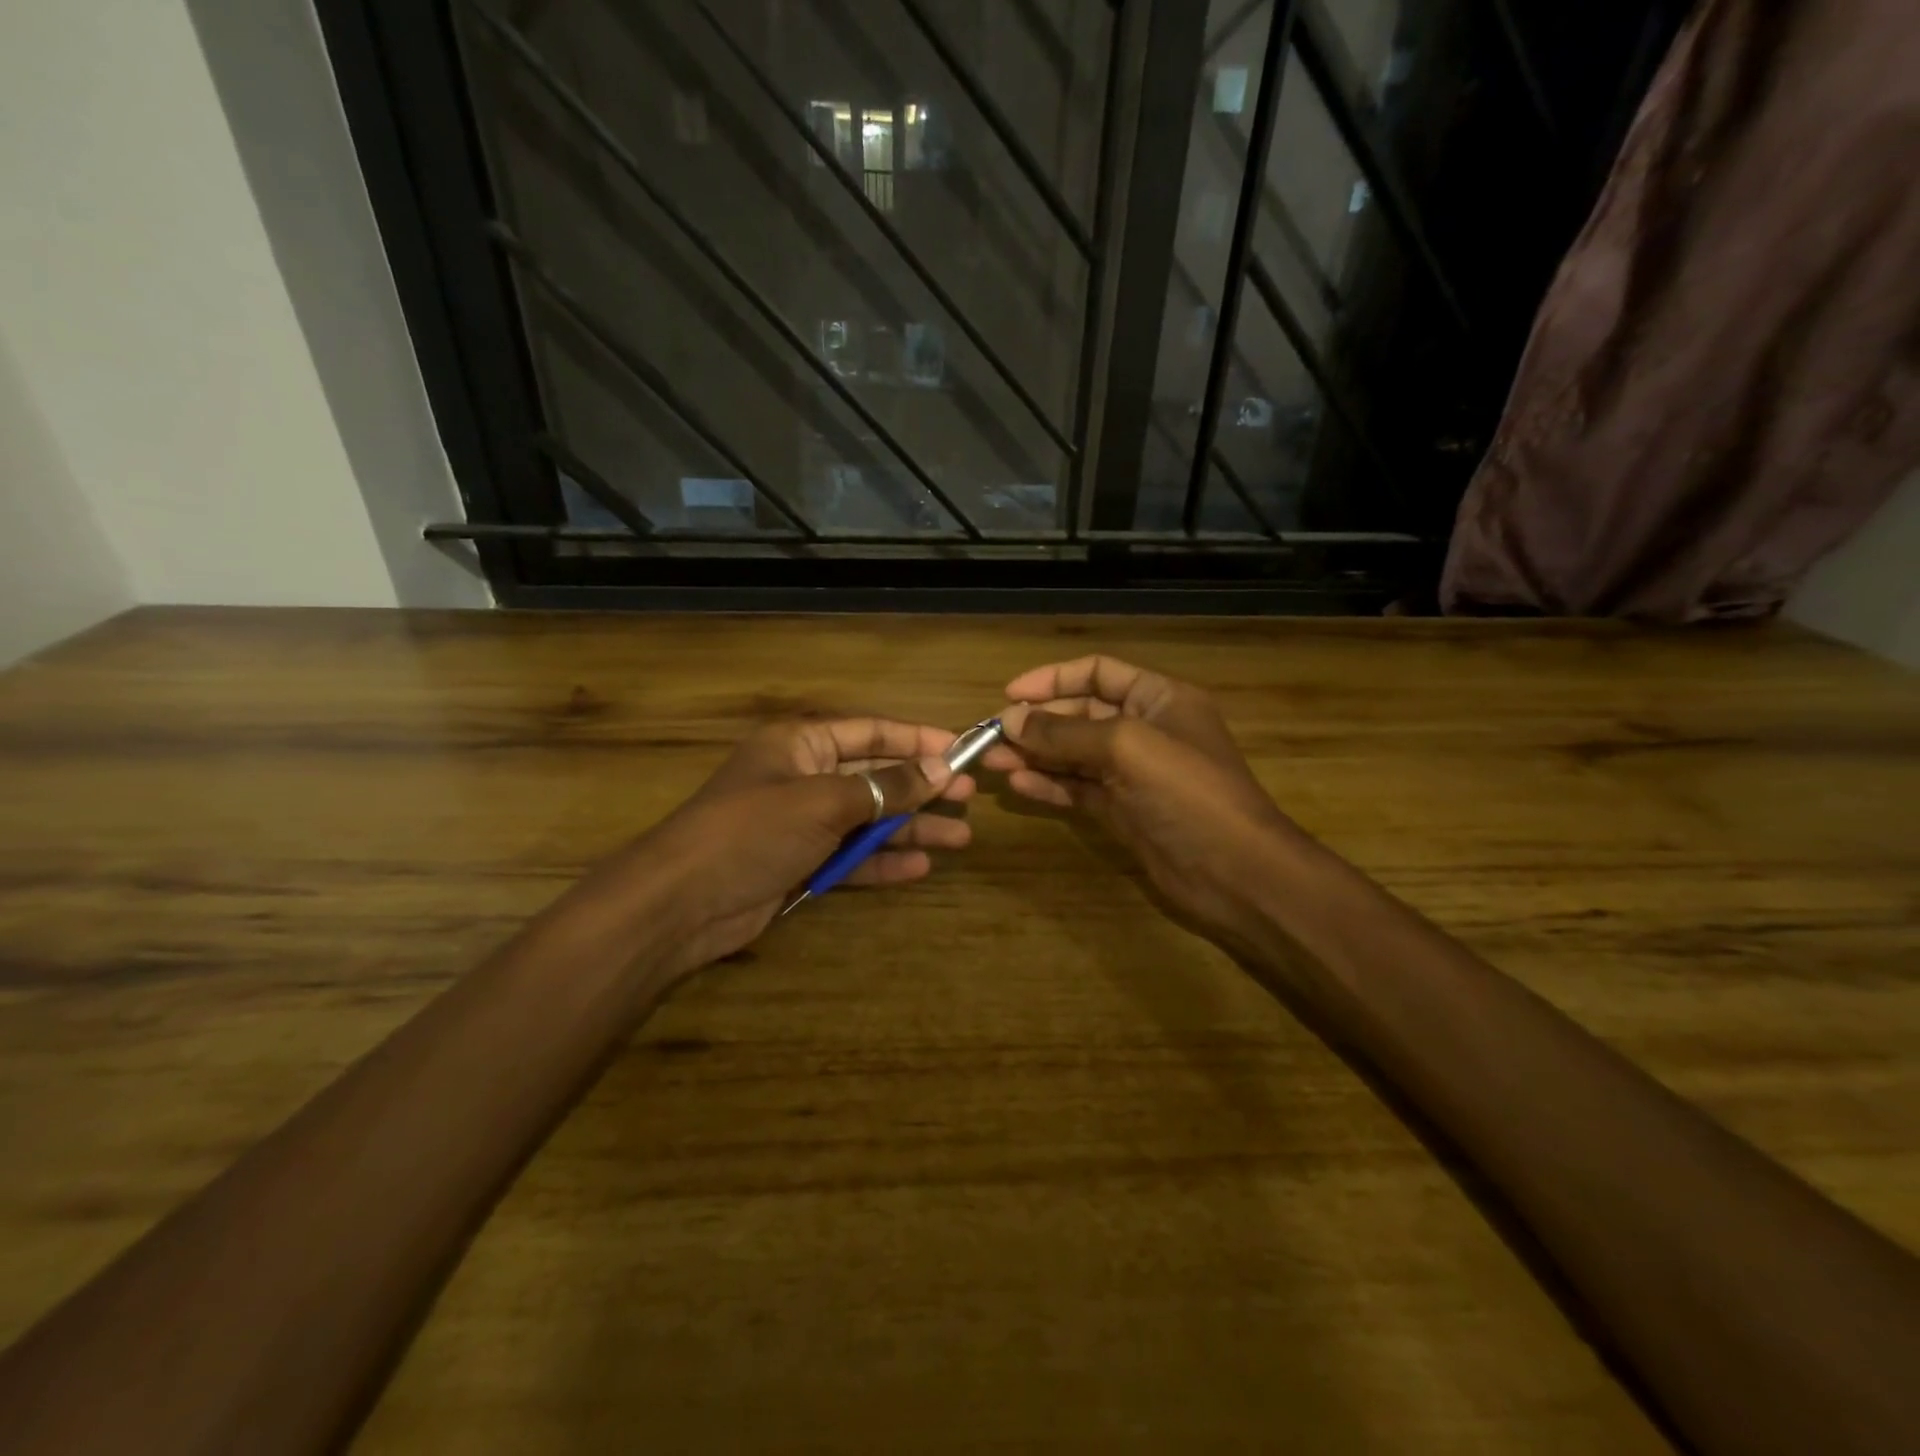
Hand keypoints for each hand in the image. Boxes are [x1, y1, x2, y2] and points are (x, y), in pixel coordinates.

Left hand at [585, 719, 976, 984]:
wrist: (683, 903)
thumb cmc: (753, 829)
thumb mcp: (824, 801)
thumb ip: (885, 787)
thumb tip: (941, 769)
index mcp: (801, 744)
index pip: (870, 732)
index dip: (917, 740)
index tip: (961, 750)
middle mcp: (804, 778)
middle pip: (874, 777)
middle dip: (920, 788)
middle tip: (968, 798)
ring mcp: (802, 824)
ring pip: (868, 820)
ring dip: (911, 829)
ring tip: (960, 838)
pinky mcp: (801, 864)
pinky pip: (851, 857)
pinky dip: (883, 862)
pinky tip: (920, 868)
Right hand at [983, 656, 1296, 952]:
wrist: (1236, 873)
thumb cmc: (1188, 793)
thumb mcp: (1127, 748)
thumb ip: (1065, 732)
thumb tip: (1010, 719)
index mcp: (1159, 699)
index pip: (1098, 673)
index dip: (1053, 679)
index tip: (1010, 695)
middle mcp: (1145, 730)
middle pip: (1080, 715)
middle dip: (1037, 723)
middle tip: (991, 737)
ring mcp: (1133, 774)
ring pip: (1074, 755)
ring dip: (1035, 755)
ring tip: (992, 761)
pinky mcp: (1123, 811)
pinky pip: (1078, 789)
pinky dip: (1050, 784)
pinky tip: (1018, 785)